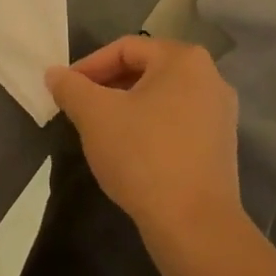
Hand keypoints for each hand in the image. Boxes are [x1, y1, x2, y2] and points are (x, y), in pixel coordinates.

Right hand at [45, 36, 243, 239]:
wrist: (195, 227)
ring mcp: (220, 113)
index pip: (125, 49)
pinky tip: (130, 152)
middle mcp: (210, 77)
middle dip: (108, 87)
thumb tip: (54, 74)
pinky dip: (149, 128)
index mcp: (184, 59)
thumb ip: (70, 87)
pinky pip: (176, 122)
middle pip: (145, 70)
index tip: (65, 90)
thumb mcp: (94, 115)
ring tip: (100, 131)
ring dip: (127, 108)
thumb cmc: (143, 155)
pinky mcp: (221, 146)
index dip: (89, 66)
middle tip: (80, 109)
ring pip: (160, 98)